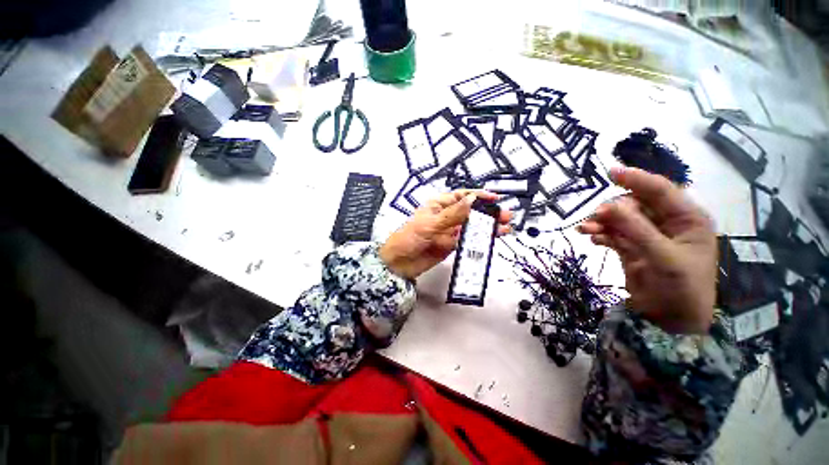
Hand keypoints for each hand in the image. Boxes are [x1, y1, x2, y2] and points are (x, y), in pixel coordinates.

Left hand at [380, 190, 511, 279]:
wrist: (399, 264)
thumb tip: (472, 200)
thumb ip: (452, 214)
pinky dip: (480, 238)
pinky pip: (468, 239)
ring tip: (505, 227)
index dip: (478, 196)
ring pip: (472, 225)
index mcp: (439, 205)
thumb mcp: (430, 224)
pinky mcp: (452, 244)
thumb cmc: (409, 238)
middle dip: (487, 212)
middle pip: (470, 211)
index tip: (494, 199)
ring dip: (488, 226)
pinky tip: (492, 238)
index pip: (461, 196)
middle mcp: (446, 215)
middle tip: (505, 216)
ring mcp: (450, 231)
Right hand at [577, 167, 716, 333]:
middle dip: (613, 209)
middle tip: (595, 217)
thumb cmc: (680, 288)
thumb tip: (608, 205)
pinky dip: (601, 234)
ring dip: (602, 221)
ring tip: (585, 229)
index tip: (610, 172)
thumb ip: (637, 230)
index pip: (661, 190)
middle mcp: (668, 223)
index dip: (636, 179)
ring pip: (621, 219)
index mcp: (687, 219)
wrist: (670, 321)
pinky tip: (592, 239)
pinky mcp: (632, 247)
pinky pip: (613, 233)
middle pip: (635, 204)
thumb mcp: (662, 257)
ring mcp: (648, 236)